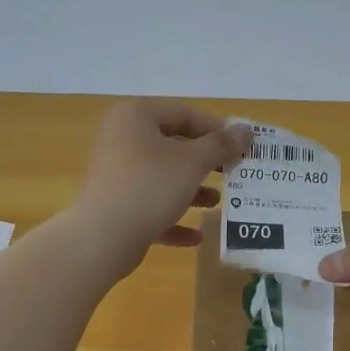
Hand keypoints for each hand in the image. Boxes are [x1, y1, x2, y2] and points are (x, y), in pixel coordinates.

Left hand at [72, 101, 250, 274]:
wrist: (103, 237)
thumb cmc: (150, 186)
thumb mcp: (193, 162)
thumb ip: (221, 145)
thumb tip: (246, 131)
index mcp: (136, 116)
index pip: (184, 114)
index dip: (216, 129)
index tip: (241, 147)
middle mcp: (122, 139)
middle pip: (173, 145)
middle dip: (205, 162)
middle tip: (233, 173)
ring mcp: (116, 173)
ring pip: (162, 177)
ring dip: (192, 190)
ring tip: (217, 203)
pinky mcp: (115, 205)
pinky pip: (150, 206)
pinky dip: (172, 217)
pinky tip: (195, 236)